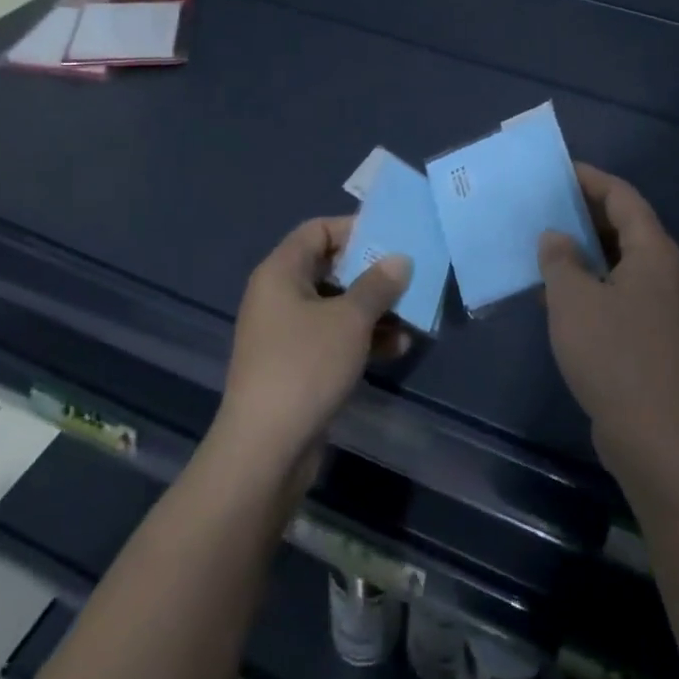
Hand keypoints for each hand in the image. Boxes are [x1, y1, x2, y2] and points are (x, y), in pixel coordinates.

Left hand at [215, 217, 412, 475]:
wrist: (265, 450)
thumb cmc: (306, 366)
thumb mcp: (350, 320)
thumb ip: (378, 284)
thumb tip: (399, 259)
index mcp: (281, 272)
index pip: (317, 230)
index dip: (354, 228)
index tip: (392, 237)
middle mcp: (279, 296)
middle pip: (330, 268)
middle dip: (371, 272)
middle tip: (409, 274)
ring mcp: (286, 333)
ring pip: (336, 306)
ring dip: (373, 309)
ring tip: (413, 314)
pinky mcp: (296, 366)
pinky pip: (333, 338)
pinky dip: (362, 338)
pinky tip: (398, 347)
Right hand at [538, 165, 678, 474]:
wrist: (651, 435)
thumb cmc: (611, 354)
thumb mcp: (572, 299)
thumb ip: (560, 259)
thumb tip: (556, 237)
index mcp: (652, 250)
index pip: (622, 196)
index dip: (589, 179)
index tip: (555, 172)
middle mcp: (661, 269)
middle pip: (623, 224)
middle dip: (583, 211)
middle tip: (543, 204)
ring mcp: (657, 303)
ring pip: (618, 258)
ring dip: (583, 247)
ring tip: (543, 240)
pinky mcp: (647, 331)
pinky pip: (616, 287)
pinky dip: (588, 279)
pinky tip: (555, 289)